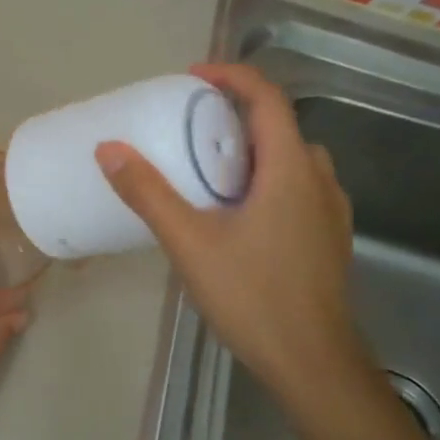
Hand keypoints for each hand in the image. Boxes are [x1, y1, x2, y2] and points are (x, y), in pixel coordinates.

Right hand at [95, 64, 370, 413]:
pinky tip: (236, 212)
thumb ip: (149, 194)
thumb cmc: (252, 296)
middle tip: (190, 125)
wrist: (312, 362)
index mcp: (290, 170)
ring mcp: (330, 212)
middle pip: (280, 127)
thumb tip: (109, 150)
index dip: (232, 76)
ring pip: (291, 160)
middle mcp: (319, 180)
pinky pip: (297, 188)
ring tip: (210, 167)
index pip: (268, 98)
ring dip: (252, 150)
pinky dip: (266, 179)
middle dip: (236, 115)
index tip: (192, 77)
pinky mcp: (327, 238)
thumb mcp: (189, 242)